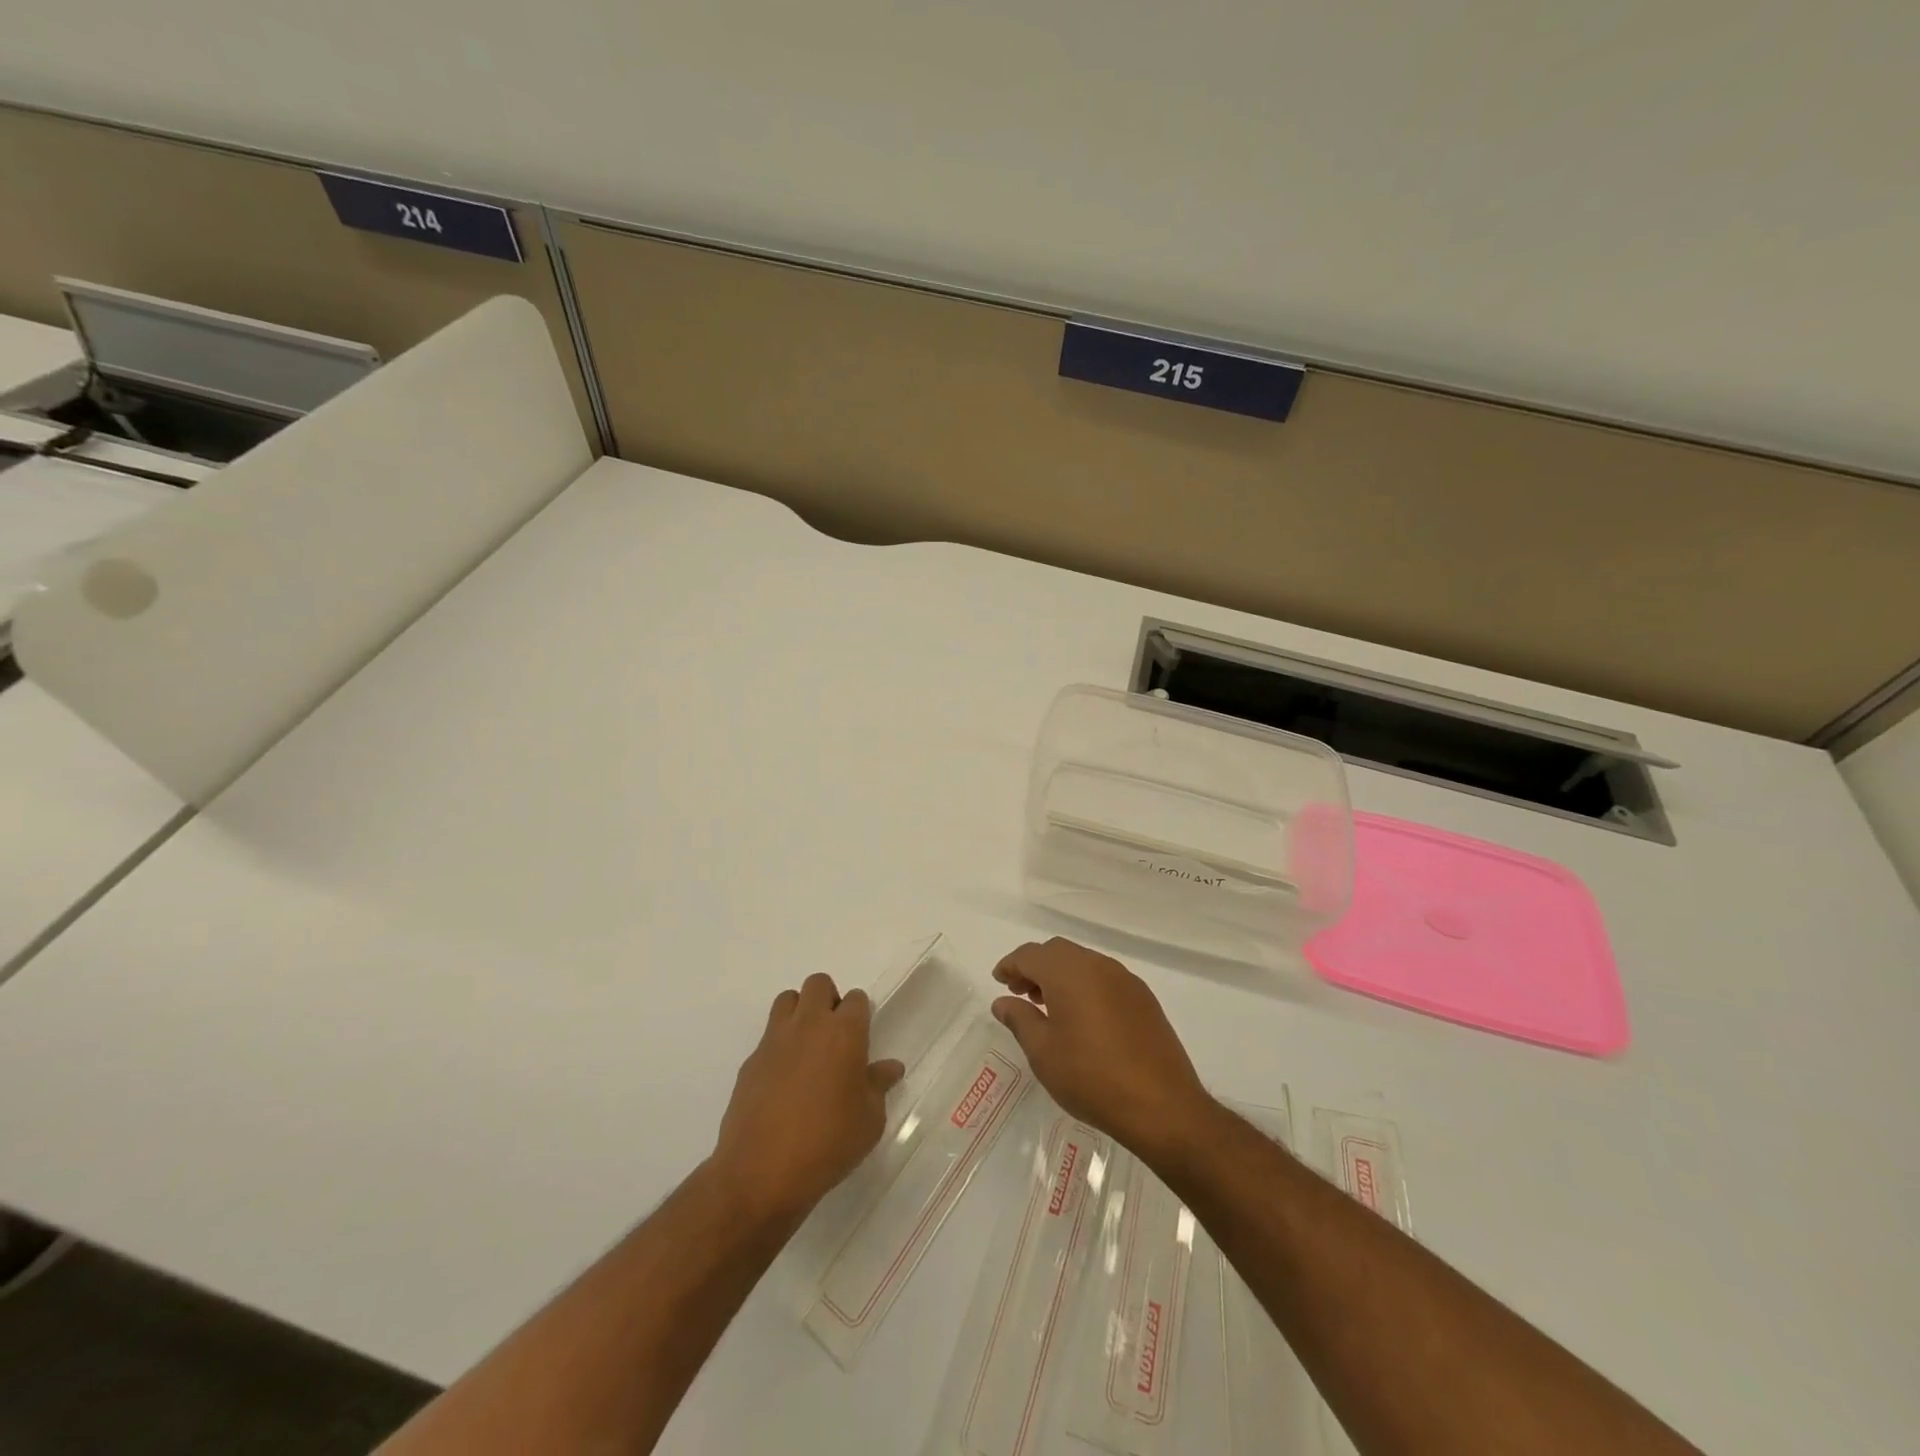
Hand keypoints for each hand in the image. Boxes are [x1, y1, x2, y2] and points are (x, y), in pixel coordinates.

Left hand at [711, 973, 904, 1226]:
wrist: (761, 1172)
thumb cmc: (828, 1143)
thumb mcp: (869, 1121)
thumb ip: (879, 1086)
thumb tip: (890, 1067)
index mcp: (844, 1033)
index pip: (856, 999)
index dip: (860, 1014)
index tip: (862, 1038)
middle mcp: (809, 1025)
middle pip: (818, 984)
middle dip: (829, 1000)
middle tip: (835, 1036)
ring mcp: (774, 1040)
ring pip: (787, 999)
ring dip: (799, 1013)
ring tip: (807, 1049)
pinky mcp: (750, 1061)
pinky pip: (768, 1037)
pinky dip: (778, 1047)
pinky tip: (784, 1083)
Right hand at [991, 938, 1213, 1164]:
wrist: (1162, 1105)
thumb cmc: (1091, 1077)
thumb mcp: (1043, 1053)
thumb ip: (1020, 1019)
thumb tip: (1003, 1001)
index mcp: (1068, 973)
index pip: (1030, 954)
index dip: (1010, 965)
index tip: (999, 981)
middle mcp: (1097, 965)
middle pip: (1057, 952)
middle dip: (1035, 967)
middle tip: (1021, 993)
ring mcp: (1125, 979)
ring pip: (1083, 962)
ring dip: (1060, 975)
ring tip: (1049, 1006)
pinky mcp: (1143, 998)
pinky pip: (1104, 978)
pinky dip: (1085, 985)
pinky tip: (1082, 1017)